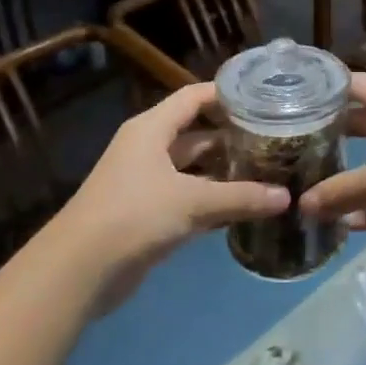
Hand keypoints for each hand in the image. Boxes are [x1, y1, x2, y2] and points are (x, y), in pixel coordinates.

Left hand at [48, 83, 288, 310]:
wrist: (79, 269)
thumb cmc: (134, 215)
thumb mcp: (193, 202)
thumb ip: (241, 197)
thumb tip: (286, 197)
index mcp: (151, 129)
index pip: (193, 97)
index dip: (225, 95)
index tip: (263, 98)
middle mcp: (148, 148)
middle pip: (196, 134)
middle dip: (232, 138)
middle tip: (274, 141)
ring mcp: (146, 182)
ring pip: (193, 168)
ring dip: (224, 172)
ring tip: (268, 173)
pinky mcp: (147, 213)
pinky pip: (187, 197)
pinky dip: (212, 200)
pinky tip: (244, 207)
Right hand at [299, 73, 365, 257]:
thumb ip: (340, 191)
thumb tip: (302, 204)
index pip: (353, 84)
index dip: (322, 91)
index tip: (287, 104)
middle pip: (361, 122)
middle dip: (329, 136)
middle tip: (289, 149)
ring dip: (348, 176)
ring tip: (307, 186)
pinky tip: (343, 224)